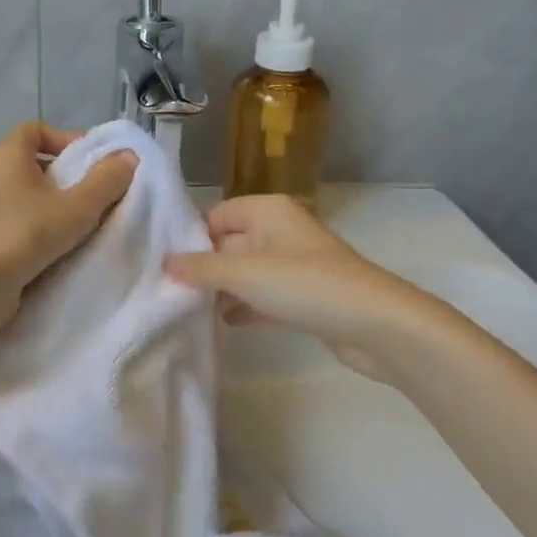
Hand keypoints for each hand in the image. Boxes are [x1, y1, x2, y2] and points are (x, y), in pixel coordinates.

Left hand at [0, 123, 136, 332]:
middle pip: (37, 161)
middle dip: (69, 175)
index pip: (36, 129)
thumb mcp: (76, 207)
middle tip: (98, 194)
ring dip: (60, 204)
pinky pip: (23, 218)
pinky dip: (44, 225)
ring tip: (87, 222)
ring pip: (31, 193)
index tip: (91, 162)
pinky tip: (66, 245)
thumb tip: (128, 156)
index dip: (65, 138)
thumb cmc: (25, 234)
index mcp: (7, 154)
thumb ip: (106, 180)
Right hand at [164, 195, 439, 379]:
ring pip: (247, 273)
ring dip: (222, 290)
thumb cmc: (305, 285)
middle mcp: (280, 231)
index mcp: (267, 211)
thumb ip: (201, 268)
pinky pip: (265, 297)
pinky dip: (246, 307)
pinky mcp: (305, 297)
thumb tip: (164, 263)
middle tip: (166, 291)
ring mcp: (295, 265)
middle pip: (229, 244)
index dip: (189, 238)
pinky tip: (222, 325)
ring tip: (185, 310)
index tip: (160, 265)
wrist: (376, 324)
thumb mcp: (244, 273)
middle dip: (203, 267)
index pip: (215, 215)